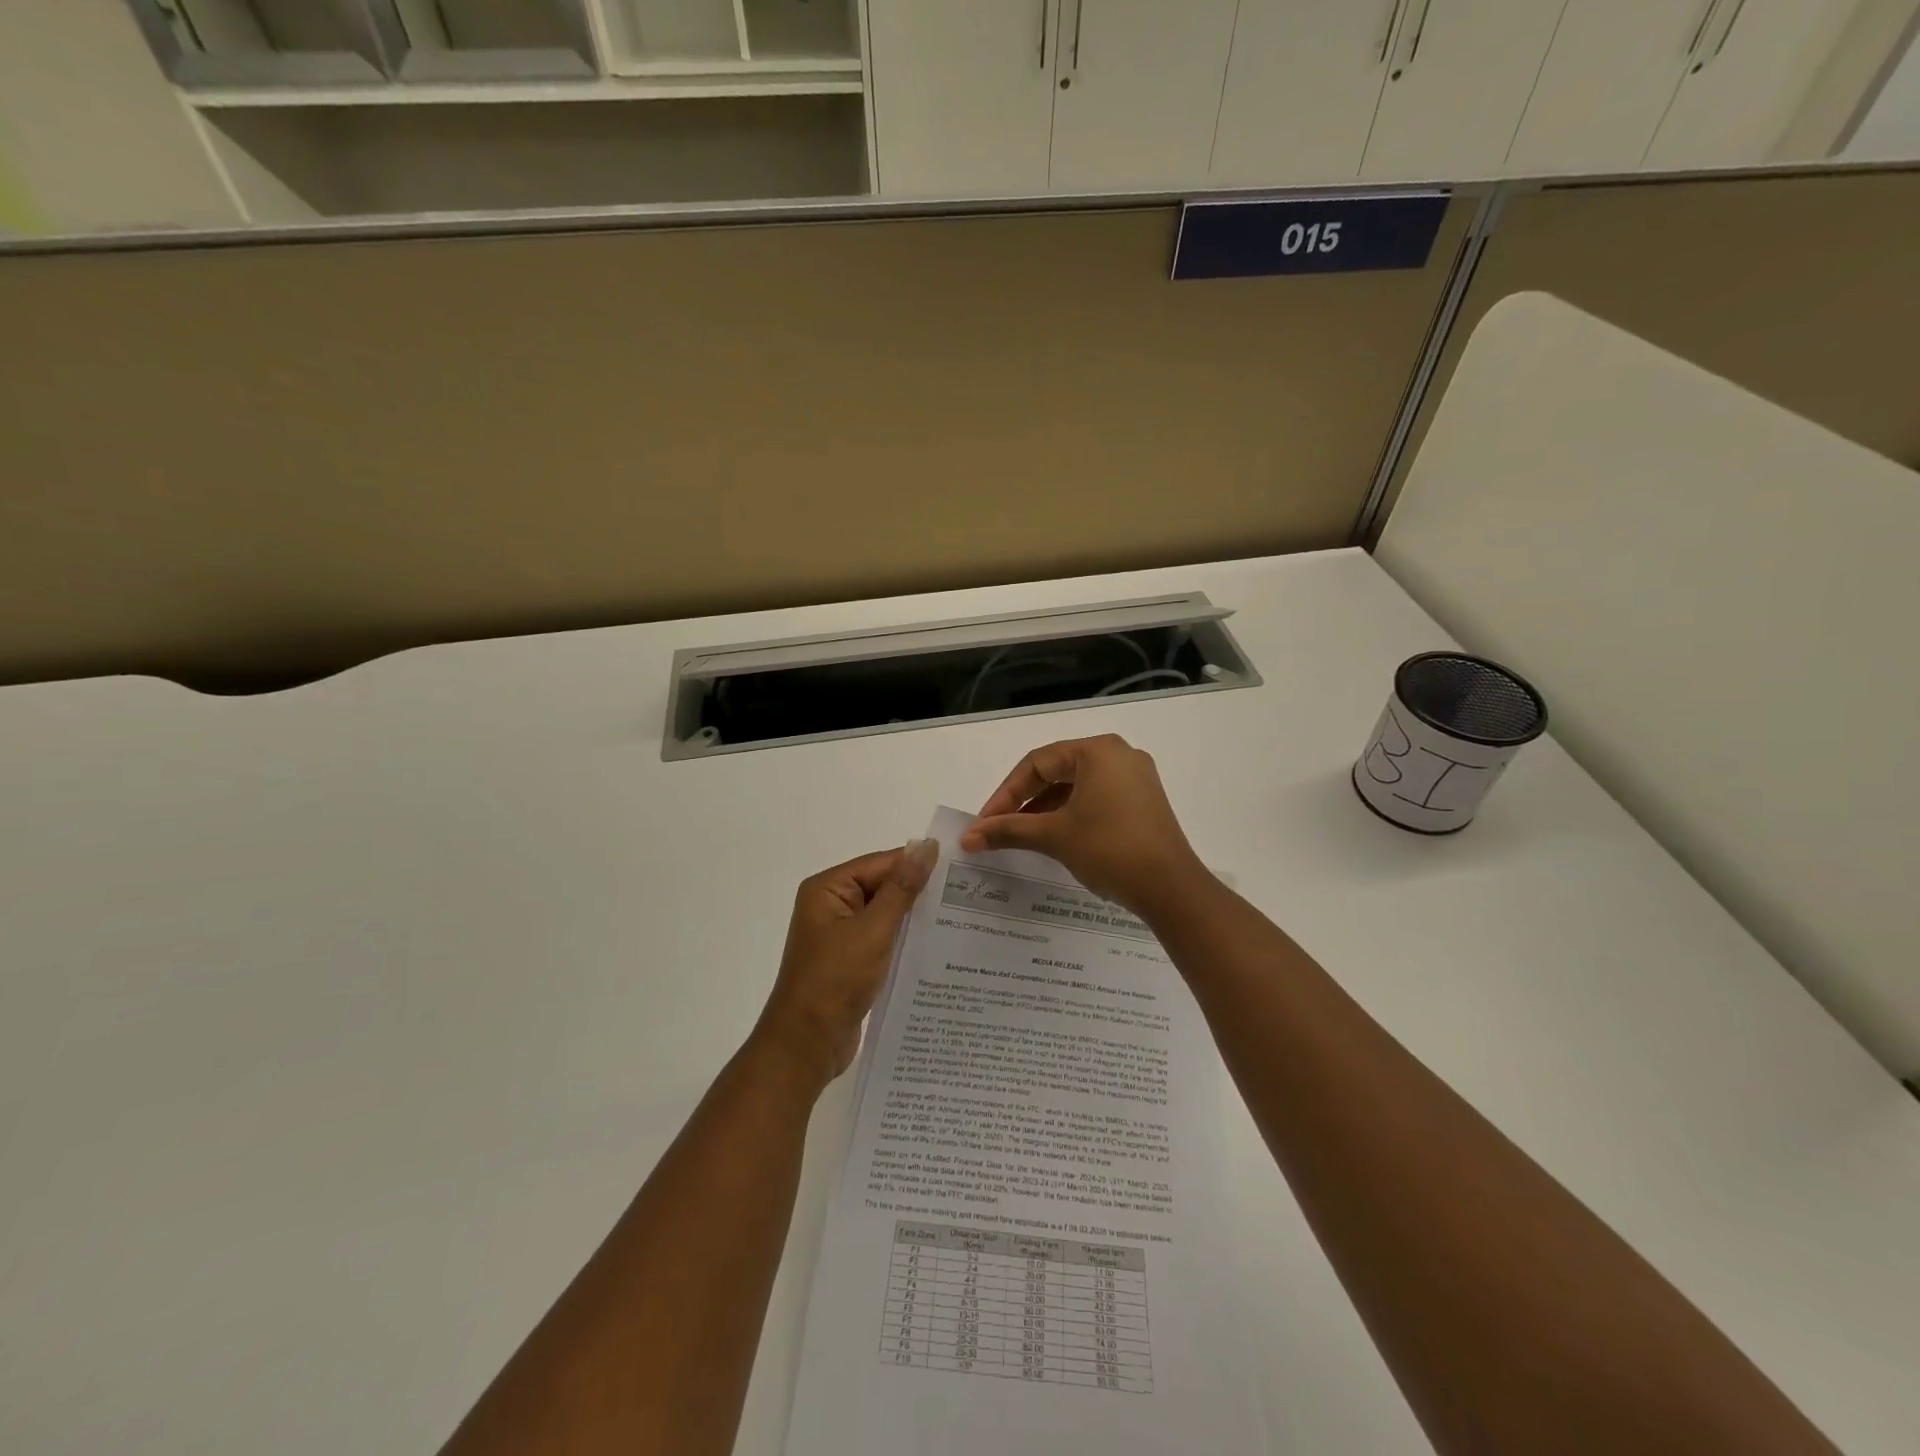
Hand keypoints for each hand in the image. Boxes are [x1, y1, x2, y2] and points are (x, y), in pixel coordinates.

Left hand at [754, 841, 937, 1085]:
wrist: (807, 1044)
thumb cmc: (836, 979)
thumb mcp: (874, 930)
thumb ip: (902, 888)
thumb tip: (926, 845)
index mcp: (828, 889)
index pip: (881, 864)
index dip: (917, 865)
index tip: (959, 871)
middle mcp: (831, 906)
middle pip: (883, 887)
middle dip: (919, 893)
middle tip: (966, 896)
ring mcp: (840, 935)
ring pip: (885, 915)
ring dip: (914, 919)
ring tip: (959, 920)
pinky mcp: (850, 961)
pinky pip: (882, 940)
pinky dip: (904, 941)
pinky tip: (936, 947)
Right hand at [960, 734, 1207, 914]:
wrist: (1171, 889)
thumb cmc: (1109, 849)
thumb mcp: (1054, 836)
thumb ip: (1008, 830)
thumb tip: (967, 837)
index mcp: (1098, 750)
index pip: (1037, 763)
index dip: (1006, 793)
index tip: (985, 822)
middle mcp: (1119, 755)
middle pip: (1056, 771)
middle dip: (1024, 801)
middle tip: (999, 827)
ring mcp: (1136, 778)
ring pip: (1076, 787)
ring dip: (1045, 810)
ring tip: (1021, 836)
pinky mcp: (1144, 802)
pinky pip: (1097, 798)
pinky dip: (1071, 814)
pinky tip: (1054, 837)